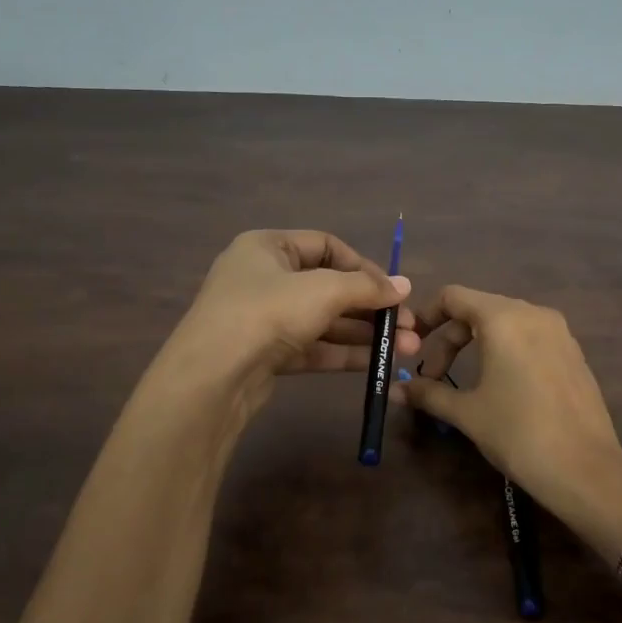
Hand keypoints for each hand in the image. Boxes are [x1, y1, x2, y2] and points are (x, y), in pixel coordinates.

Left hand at [163, 230, 419, 409]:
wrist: (212, 377)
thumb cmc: (267, 313)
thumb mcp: (323, 291)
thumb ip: (367, 287)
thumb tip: (405, 285)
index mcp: (268, 247)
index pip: (326, 246)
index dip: (364, 266)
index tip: (394, 290)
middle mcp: (264, 278)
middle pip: (328, 287)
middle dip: (371, 308)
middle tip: (409, 327)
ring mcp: (263, 318)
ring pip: (323, 321)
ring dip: (364, 334)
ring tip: (406, 350)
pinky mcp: (266, 354)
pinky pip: (312, 347)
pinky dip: (343, 353)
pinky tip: (376, 364)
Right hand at [390, 286, 621, 559]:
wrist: (585, 470)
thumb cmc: (518, 433)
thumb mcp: (467, 413)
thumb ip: (429, 393)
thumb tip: (395, 390)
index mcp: (503, 318)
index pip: (453, 296)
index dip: (425, 316)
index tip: (411, 346)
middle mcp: (533, 313)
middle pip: (478, 309)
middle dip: (450, 338)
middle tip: (435, 377)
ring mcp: (559, 331)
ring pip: (505, 323)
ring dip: (477, 344)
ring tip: (466, 382)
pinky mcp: (574, 352)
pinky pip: (530, 337)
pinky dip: (506, 351)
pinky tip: (502, 386)